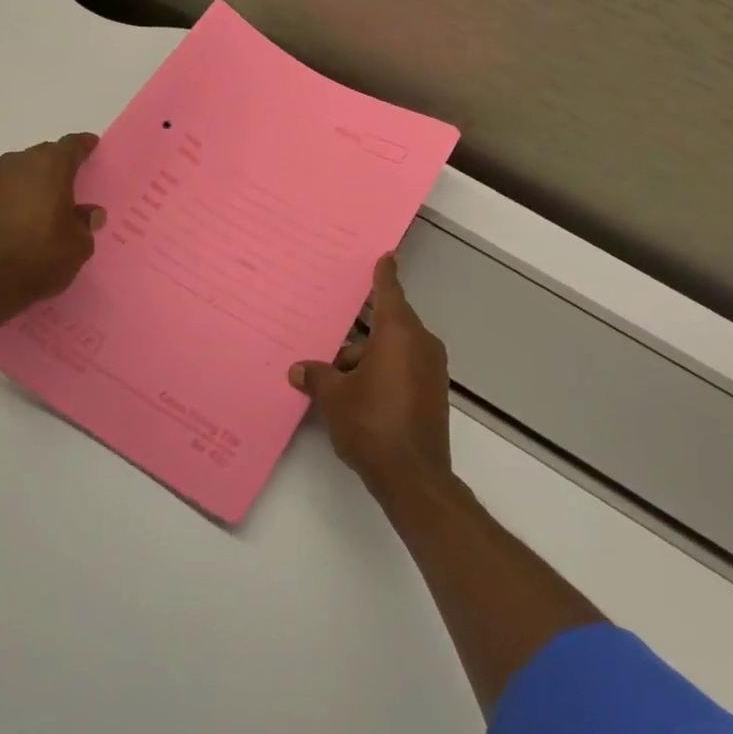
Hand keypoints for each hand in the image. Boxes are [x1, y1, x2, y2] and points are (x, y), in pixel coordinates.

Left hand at [0, 133, 104, 306]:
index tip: (93, 148)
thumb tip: (88, 213)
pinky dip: (18, 196)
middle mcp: (19, 164)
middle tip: (74, 180)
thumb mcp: (80, 243)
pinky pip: (6, 189)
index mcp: (50, 165)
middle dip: (60, 164)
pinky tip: (26, 215)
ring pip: (23, 171)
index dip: (85, 146)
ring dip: (36, 181)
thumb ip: (85, 222)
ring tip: (50, 200)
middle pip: (45, 154)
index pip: (72, 145)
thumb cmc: (43, 256)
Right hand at [289, 255, 453, 504]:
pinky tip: (359, 397)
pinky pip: (404, 369)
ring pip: (394, 351)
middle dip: (358, 339)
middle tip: (330, 347)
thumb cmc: (371, 424)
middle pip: (387, 327)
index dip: (384, 275)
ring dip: (368, 360)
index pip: (389, 293)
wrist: (414, 477)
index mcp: (398, 334)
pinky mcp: (434, 393)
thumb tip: (299, 369)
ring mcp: (432, 370)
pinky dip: (383, 373)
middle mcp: (421, 344)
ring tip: (336, 384)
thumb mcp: (334, 397)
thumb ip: (317, 376)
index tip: (386, 256)